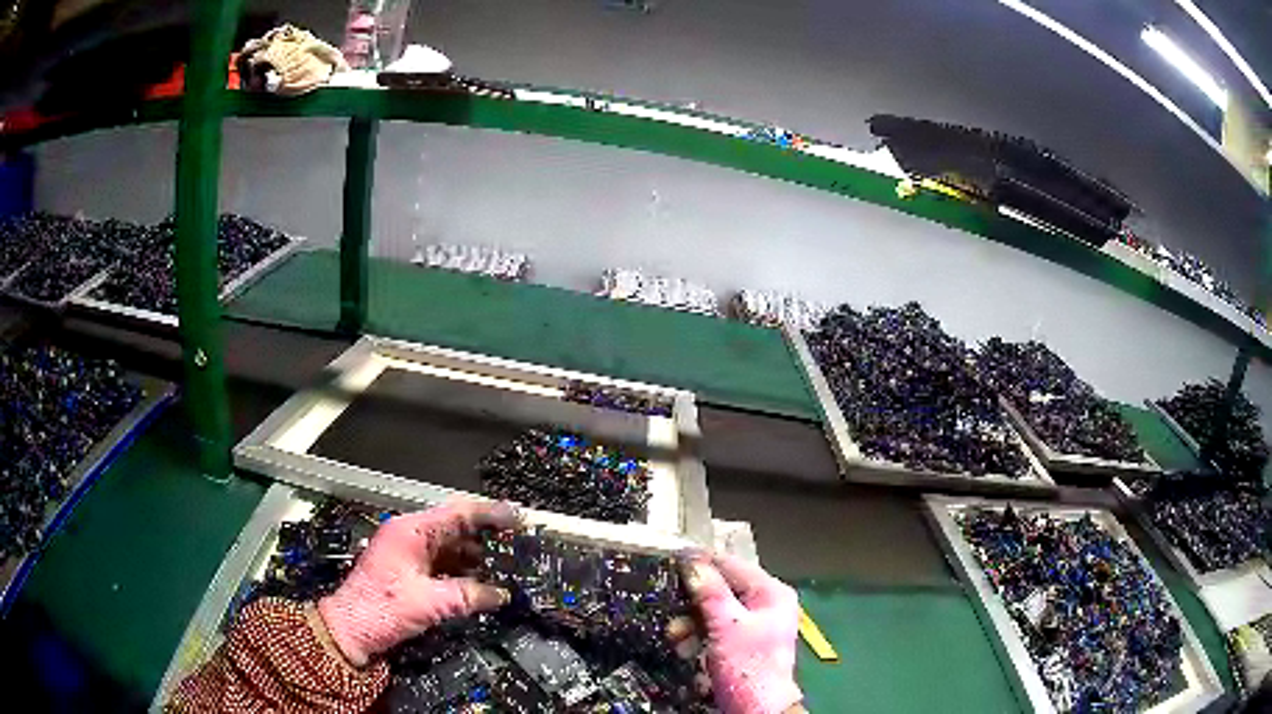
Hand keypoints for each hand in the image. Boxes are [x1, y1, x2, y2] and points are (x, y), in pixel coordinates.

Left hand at [317, 499, 520, 666]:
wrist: (350, 630)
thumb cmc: (382, 609)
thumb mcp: (429, 604)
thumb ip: (468, 596)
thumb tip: (501, 595)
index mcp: (410, 531)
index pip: (457, 513)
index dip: (489, 513)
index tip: (517, 516)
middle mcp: (410, 535)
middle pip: (454, 526)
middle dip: (486, 534)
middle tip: (517, 540)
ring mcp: (408, 552)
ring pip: (450, 545)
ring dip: (476, 553)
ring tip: (506, 561)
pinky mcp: (409, 570)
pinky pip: (443, 562)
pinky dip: (463, 569)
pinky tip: (482, 580)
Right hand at [679, 553, 802, 713]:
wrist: (757, 708)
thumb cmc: (748, 665)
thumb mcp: (726, 626)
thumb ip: (710, 592)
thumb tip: (692, 562)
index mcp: (771, 592)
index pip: (732, 564)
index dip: (702, 561)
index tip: (671, 558)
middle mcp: (765, 603)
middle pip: (722, 588)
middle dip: (693, 600)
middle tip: (670, 606)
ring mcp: (754, 623)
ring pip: (714, 610)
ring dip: (691, 621)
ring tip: (676, 635)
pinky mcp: (741, 642)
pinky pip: (715, 628)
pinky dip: (698, 635)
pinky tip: (686, 647)